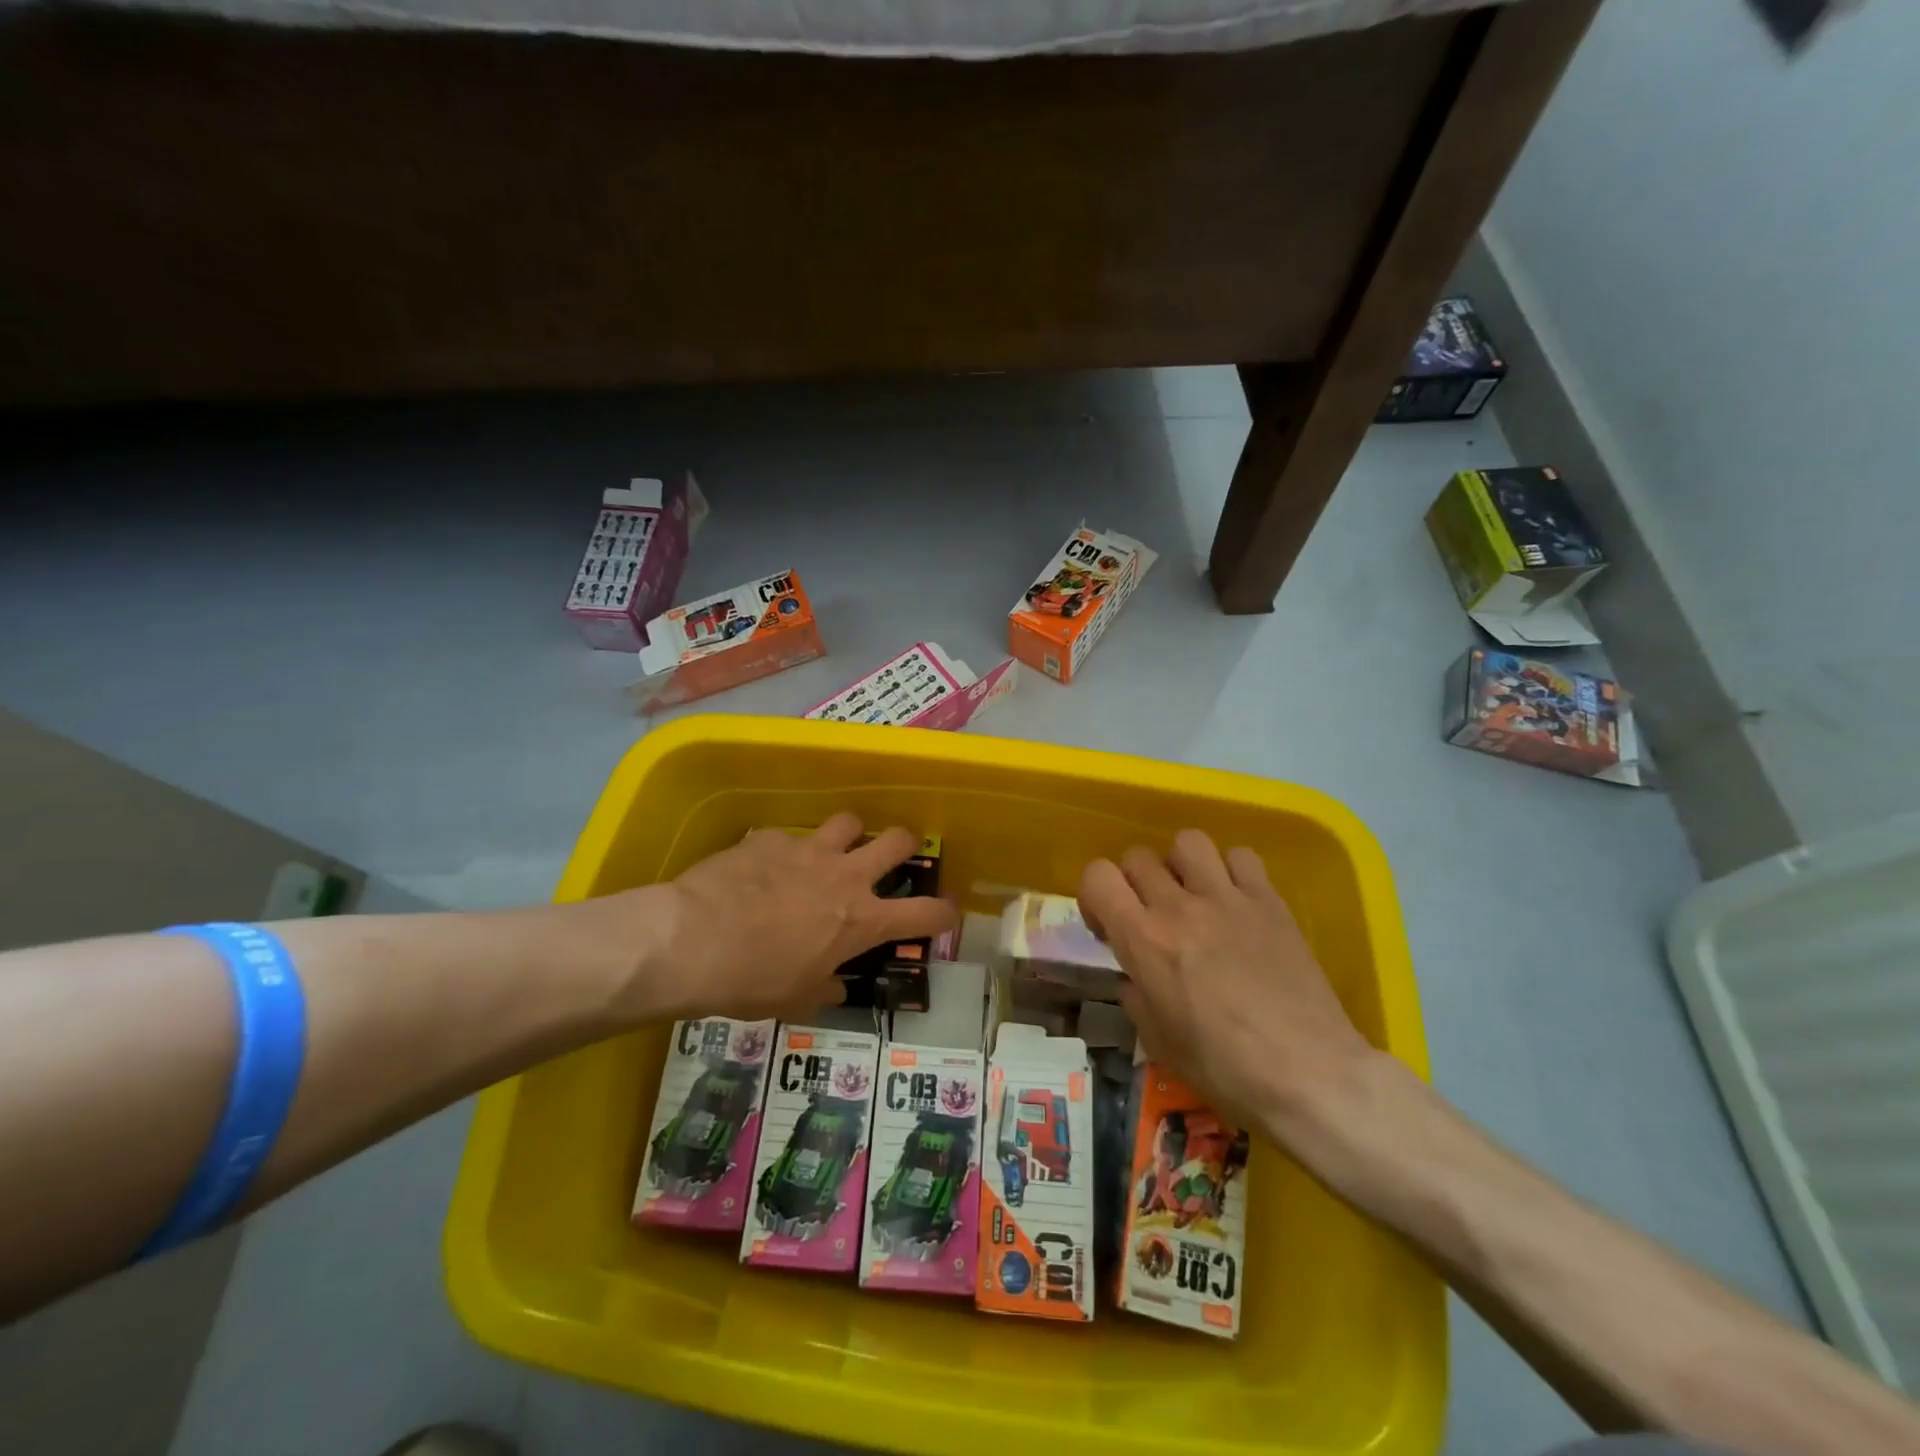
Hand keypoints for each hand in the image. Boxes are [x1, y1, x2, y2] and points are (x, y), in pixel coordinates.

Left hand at [649, 813, 956, 1021]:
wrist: (692, 941)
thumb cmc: (753, 981)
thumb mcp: (797, 998)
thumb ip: (825, 989)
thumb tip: (836, 987)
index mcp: (861, 920)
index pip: (925, 915)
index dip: (944, 914)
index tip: (947, 913)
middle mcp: (846, 876)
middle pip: (898, 841)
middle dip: (904, 845)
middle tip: (894, 855)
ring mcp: (808, 850)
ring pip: (849, 822)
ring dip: (847, 835)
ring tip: (832, 849)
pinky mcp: (769, 838)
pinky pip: (787, 837)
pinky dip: (785, 850)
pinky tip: (764, 866)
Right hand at [1078, 830, 1376, 1135]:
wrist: (1309, 1074)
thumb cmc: (1224, 1068)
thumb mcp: (1157, 1041)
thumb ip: (1135, 995)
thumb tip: (1135, 977)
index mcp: (1144, 940)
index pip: (1097, 876)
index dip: (1094, 894)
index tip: (1109, 926)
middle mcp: (1179, 907)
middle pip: (1138, 856)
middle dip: (1134, 883)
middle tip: (1150, 916)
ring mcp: (1228, 898)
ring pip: (1187, 841)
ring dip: (1180, 865)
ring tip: (1193, 896)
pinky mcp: (1270, 901)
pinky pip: (1240, 856)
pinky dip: (1231, 870)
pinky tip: (1235, 901)